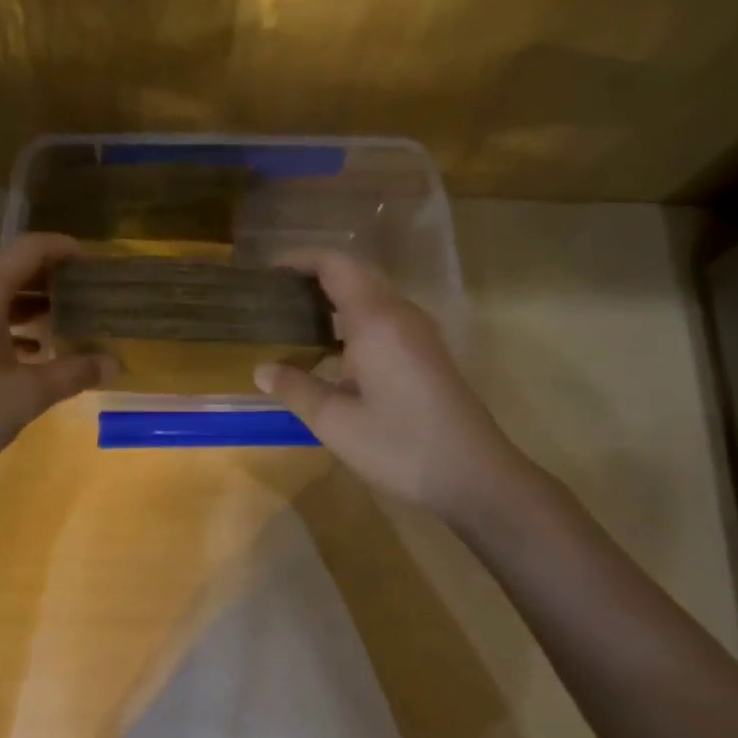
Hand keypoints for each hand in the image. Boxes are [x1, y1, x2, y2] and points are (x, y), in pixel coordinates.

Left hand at [0, 235, 115, 500]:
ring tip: (58, 323)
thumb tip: (115, 364)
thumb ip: (74, 373)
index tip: (90, 260)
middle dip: (46, 281)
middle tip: (82, 296)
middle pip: (6, 270)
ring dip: (22, 305)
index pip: (28, 249)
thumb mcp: (27, 395)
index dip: (63, 249)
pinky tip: (20, 350)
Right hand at [254, 250, 529, 516]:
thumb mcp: (335, 422)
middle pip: (355, 276)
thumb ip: (295, 389)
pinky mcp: (428, 354)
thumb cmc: (400, 446)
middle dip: (313, 280)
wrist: (474, 477)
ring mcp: (420, 334)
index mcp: (377, 320)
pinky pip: (385, 321)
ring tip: (295, 325)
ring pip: (372, 299)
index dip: (300, 260)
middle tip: (274, 302)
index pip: (336, 265)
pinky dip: (353, 323)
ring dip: (334, 303)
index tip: (267, 275)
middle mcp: (401, 315)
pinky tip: (332, 354)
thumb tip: (262, 369)